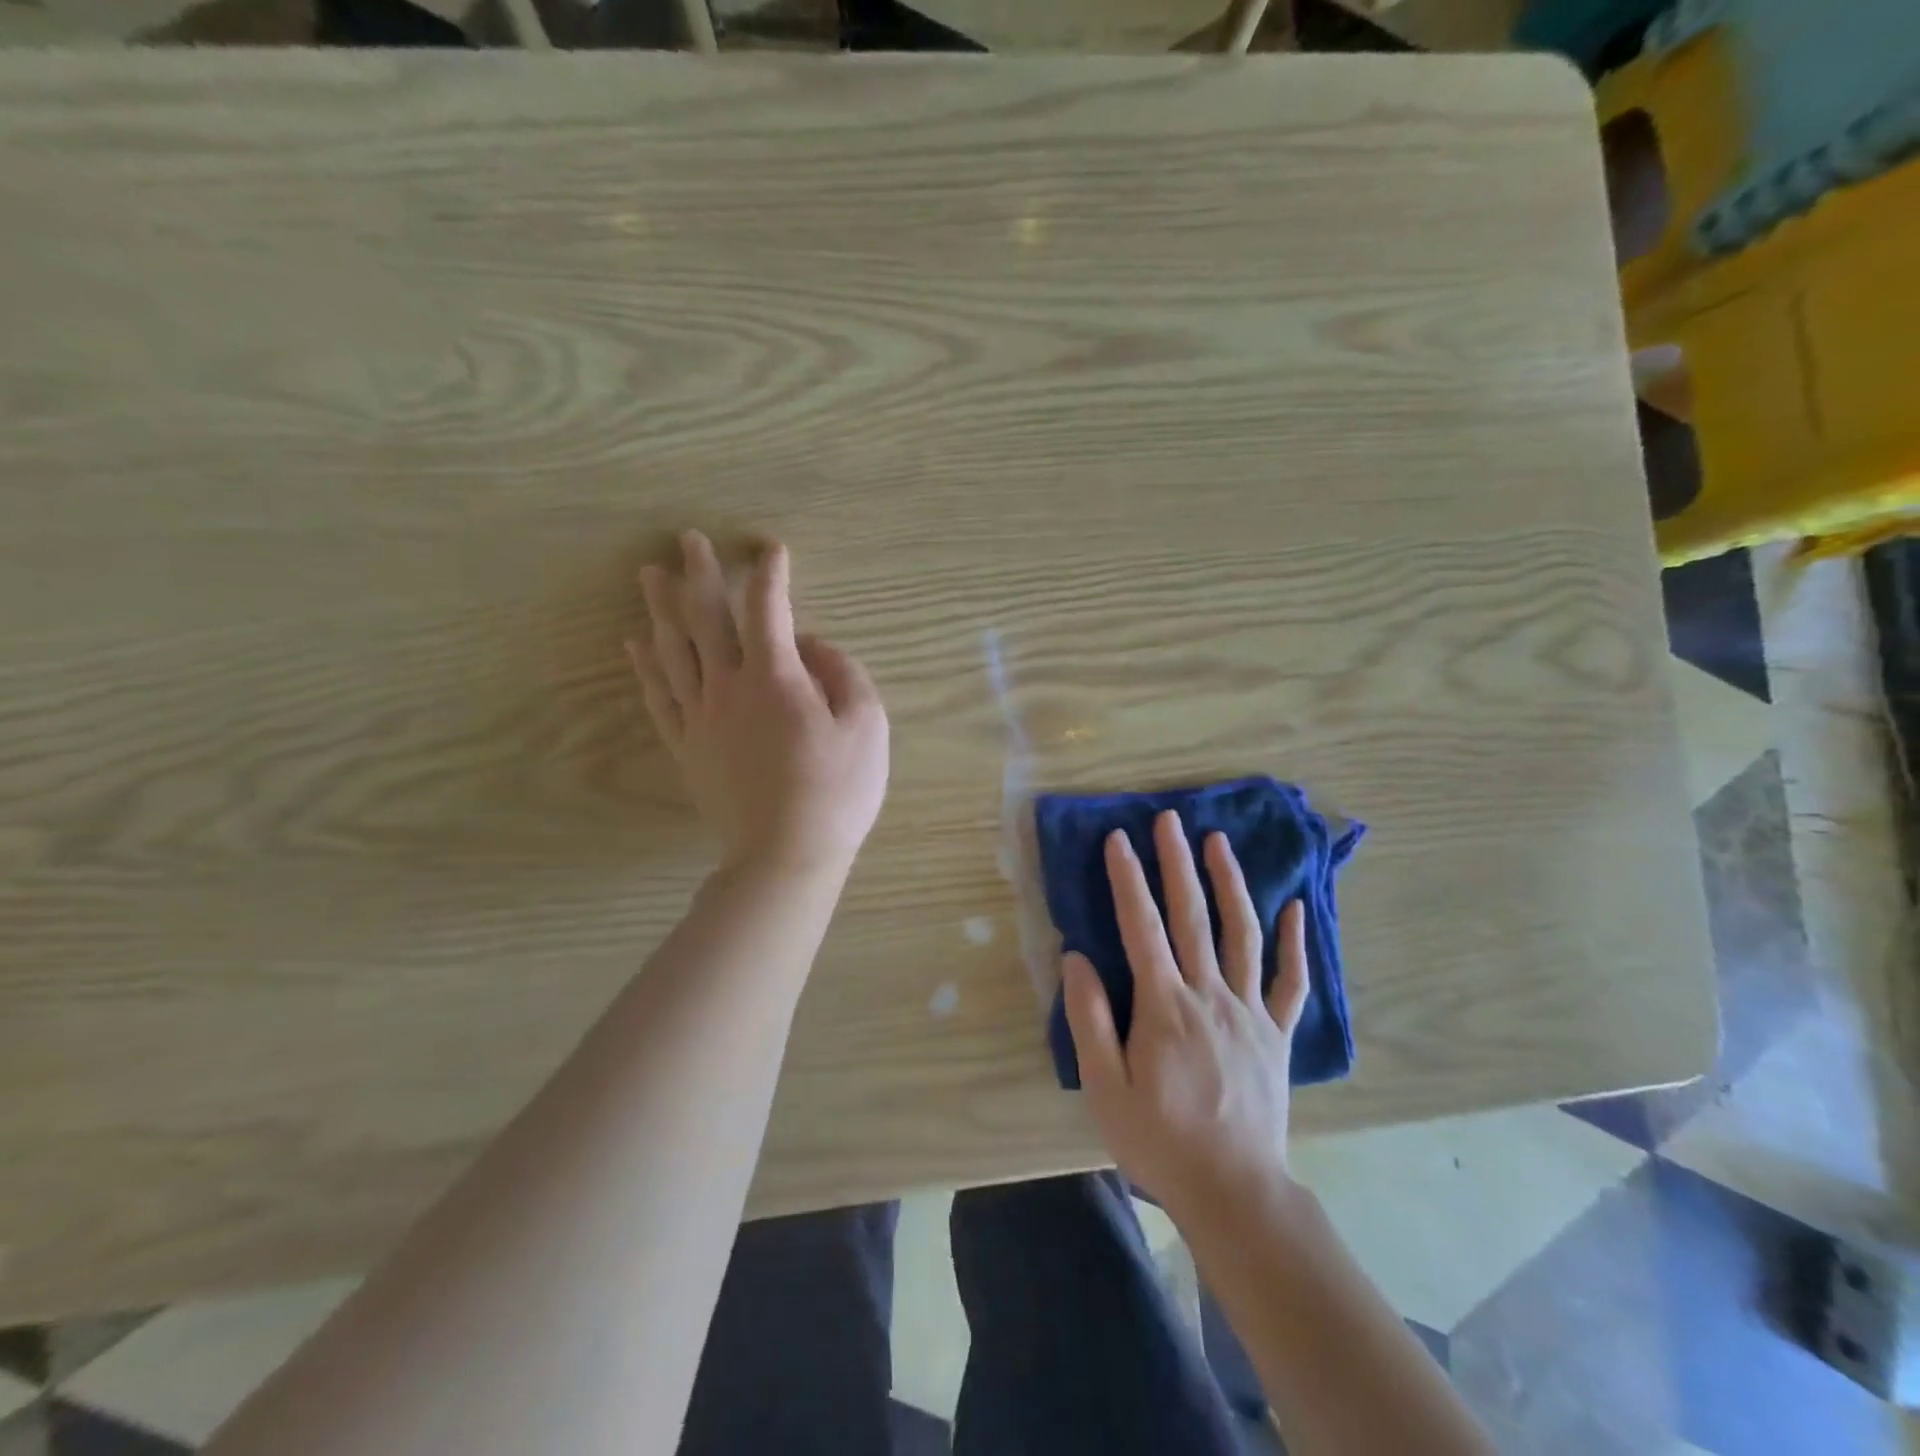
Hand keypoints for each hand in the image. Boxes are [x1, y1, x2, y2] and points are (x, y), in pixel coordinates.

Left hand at [627, 531, 889, 879]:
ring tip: (649, 575)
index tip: (772, 549)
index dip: (771, 574)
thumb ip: (843, 673)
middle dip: (700, 573)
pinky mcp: (686, 747)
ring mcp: (700, 718)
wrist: (786, 855)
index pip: (769, 609)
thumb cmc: (837, 791)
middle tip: (688, 539)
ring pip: (672, 650)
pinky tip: (634, 644)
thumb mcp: (867, 726)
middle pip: (706, 618)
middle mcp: (728, 686)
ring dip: (661, 608)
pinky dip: (644, 666)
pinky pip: (657, 697)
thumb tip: (813, 645)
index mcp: (776, 677)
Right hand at [1061, 810, 1308, 1219]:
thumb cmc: (1158, 1139)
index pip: (1141, 926)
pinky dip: (1295, 942)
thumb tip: (1076, 957)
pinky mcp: (1276, 1033)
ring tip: (1219, 842)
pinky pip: (1290, 981)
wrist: (1234, 1190)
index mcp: (1164, 1005)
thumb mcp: (1105, 1087)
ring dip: (1230, 883)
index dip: (1127, 879)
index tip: (1117, 839)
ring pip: (1242, 933)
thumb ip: (1090, 1018)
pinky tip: (1296, 907)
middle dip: (1177, 863)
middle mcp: (1209, 994)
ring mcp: (1249, 1011)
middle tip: (1169, 819)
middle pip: (1192, 916)